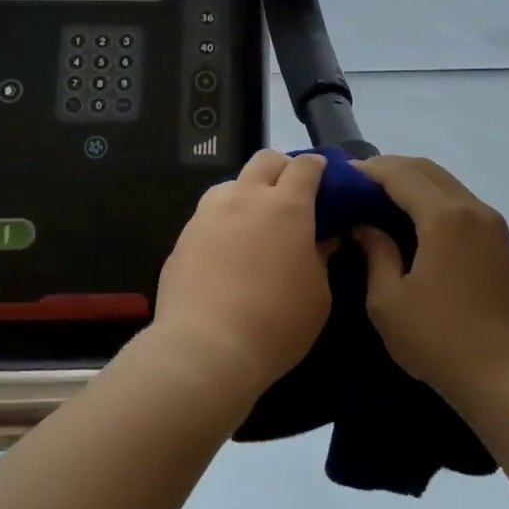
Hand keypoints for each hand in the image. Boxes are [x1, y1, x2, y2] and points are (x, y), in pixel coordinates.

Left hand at [151, 151, 334, 397]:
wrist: (206, 348)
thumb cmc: (277, 324)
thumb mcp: (318, 295)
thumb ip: (322, 257)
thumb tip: (324, 238)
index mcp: (287, 206)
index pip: (305, 166)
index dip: (317, 166)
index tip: (324, 176)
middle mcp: (246, 198)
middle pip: (265, 160)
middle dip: (282, 168)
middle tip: (292, 195)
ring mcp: (209, 213)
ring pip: (232, 183)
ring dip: (249, 192)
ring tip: (255, 222)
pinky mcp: (184, 235)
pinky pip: (209, 213)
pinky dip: (225, 219)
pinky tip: (228, 249)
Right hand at [353, 156, 508, 407]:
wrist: (506, 377)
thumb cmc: (439, 341)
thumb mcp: (388, 301)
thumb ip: (375, 252)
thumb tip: (366, 226)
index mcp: (444, 217)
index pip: (401, 174)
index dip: (368, 171)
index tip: (341, 177)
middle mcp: (473, 209)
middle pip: (427, 170)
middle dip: (391, 170)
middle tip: (358, 186)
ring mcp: (493, 225)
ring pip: (447, 184)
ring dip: (414, 184)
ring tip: (381, 202)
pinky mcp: (501, 243)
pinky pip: (461, 204)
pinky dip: (433, 201)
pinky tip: (414, 223)